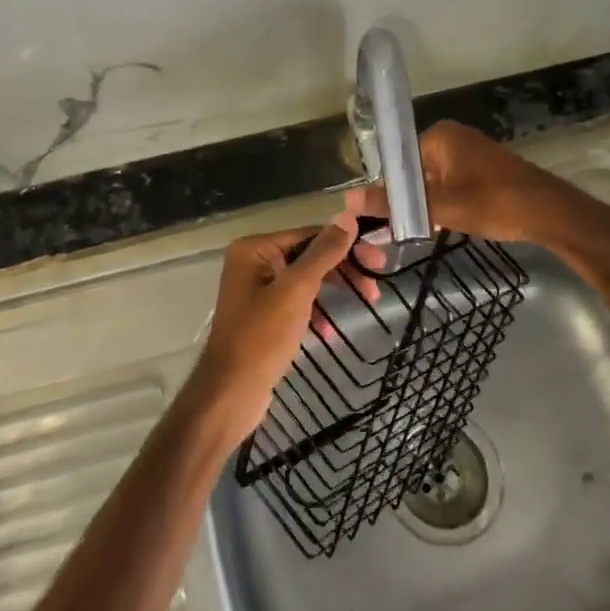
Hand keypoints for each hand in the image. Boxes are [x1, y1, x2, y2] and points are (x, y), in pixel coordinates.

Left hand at [189, 214, 357, 448]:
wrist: (230, 394)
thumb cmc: (261, 336)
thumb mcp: (296, 290)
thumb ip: (323, 253)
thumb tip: (347, 217)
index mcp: (254, 249)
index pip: (308, 235)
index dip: (345, 245)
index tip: (378, 260)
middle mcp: (252, 263)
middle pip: (307, 257)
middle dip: (342, 270)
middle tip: (375, 286)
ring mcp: (255, 291)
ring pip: (304, 281)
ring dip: (333, 291)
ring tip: (366, 303)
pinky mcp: (262, 317)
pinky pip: (296, 304)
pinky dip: (315, 313)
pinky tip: (329, 333)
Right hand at [346, 120, 568, 244]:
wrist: (550, 213)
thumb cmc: (493, 202)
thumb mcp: (440, 207)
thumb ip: (393, 204)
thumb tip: (347, 201)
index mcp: (440, 135)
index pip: (398, 161)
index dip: (390, 191)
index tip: (386, 219)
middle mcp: (453, 136)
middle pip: (415, 170)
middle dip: (411, 199)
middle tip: (407, 228)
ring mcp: (471, 151)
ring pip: (434, 180)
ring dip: (430, 204)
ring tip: (427, 230)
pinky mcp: (485, 168)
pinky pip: (453, 183)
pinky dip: (448, 202)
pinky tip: (449, 224)